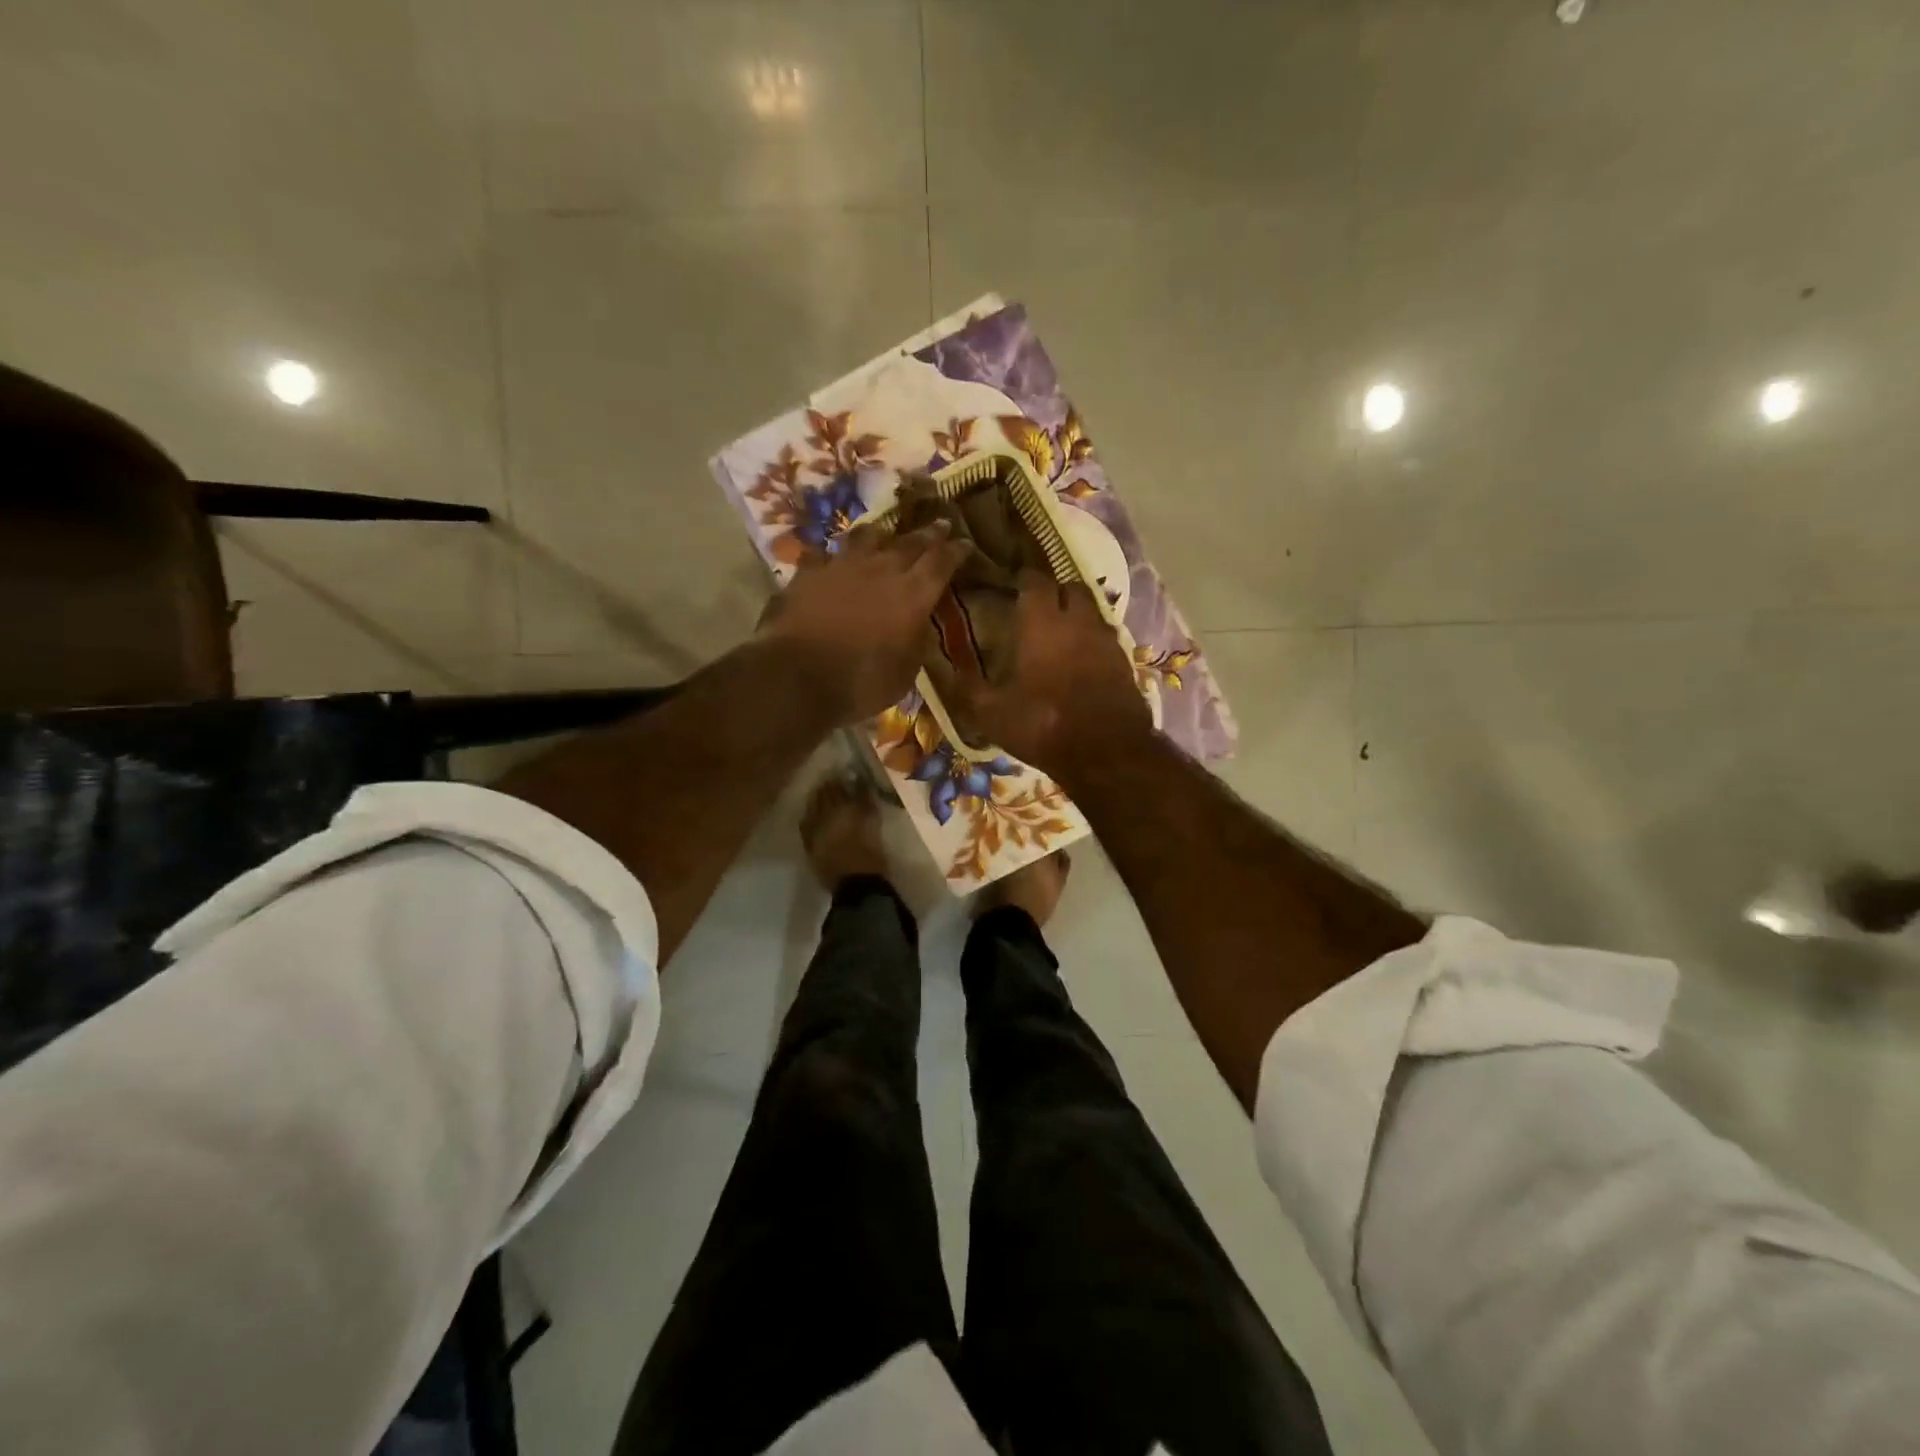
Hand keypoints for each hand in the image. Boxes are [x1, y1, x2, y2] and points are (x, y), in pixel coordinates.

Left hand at [757, 521, 971, 725]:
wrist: (797, 677)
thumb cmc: (861, 683)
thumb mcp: (905, 673)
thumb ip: (915, 642)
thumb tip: (917, 626)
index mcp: (914, 594)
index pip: (942, 562)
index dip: (956, 551)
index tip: (965, 543)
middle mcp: (882, 569)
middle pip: (910, 542)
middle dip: (928, 534)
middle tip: (940, 524)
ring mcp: (843, 566)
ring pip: (868, 538)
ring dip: (882, 535)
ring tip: (887, 534)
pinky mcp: (809, 572)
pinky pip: (826, 555)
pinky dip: (834, 557)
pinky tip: (832, 560)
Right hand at [945, 573, 1152, 775]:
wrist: (1106, 752)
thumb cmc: (1042, 724)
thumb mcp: (992, 713)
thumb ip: (970, 687)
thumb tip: (951, 669)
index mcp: (1042, 623)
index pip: (1035, 580)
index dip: (1024, 578)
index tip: (1014, 583)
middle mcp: (1077, 621)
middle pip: (1071, 587)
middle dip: (1055, 592)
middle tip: (1039, 607)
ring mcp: (1106, 640)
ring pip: (1092, 612)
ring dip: (1077, 616)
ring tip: (1060, 635)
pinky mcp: (1125, 661)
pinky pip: (1106, 639)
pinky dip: (1092, 642)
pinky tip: (1082, 662)